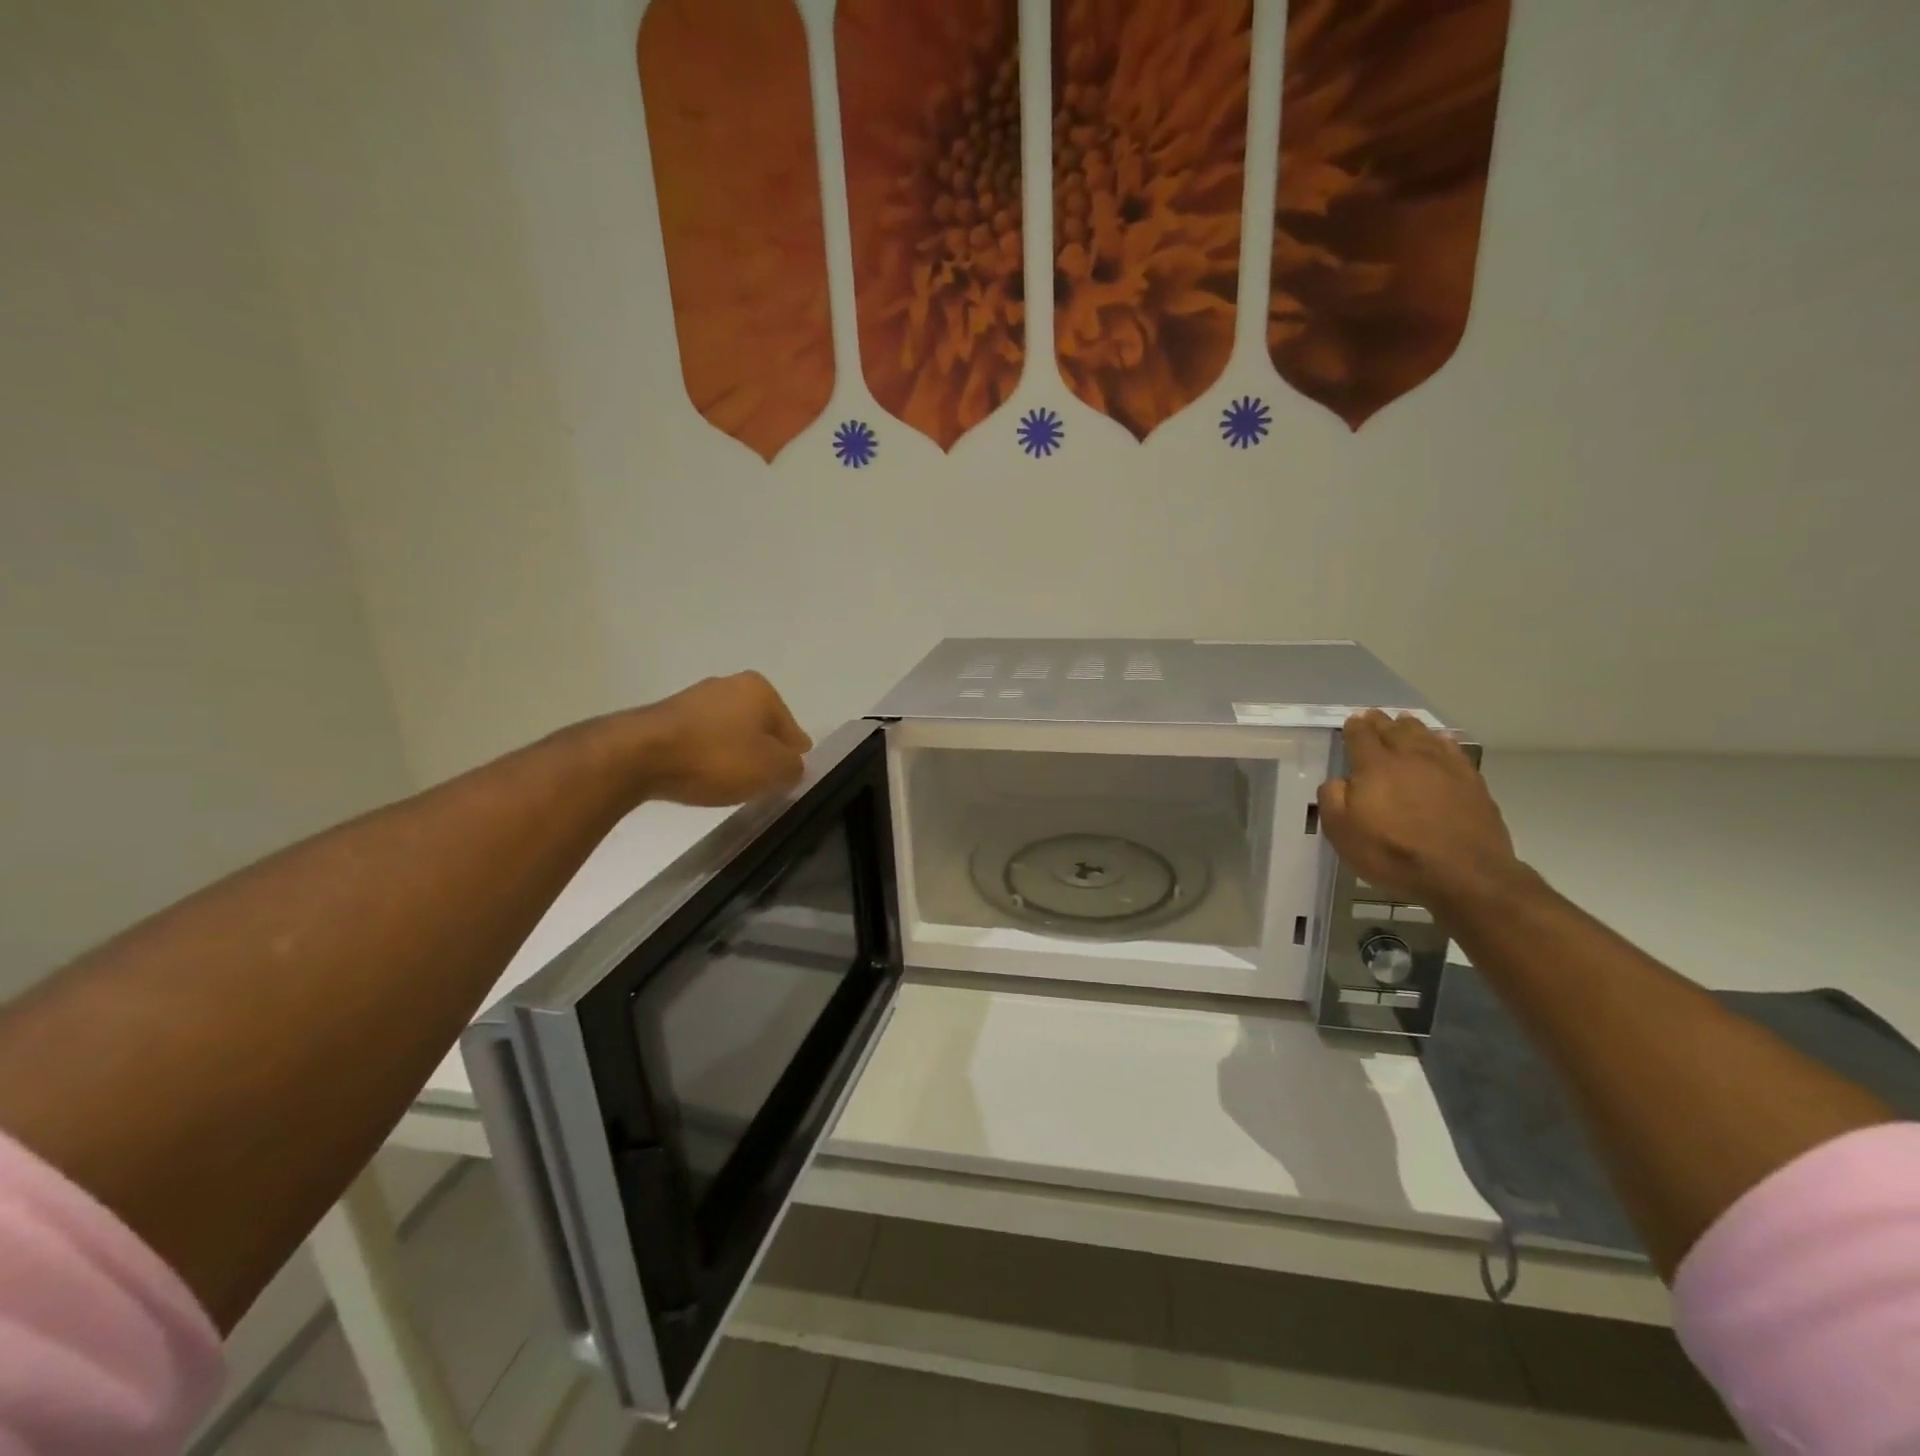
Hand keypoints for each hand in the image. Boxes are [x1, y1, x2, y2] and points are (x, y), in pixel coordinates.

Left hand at [635, 672, 812, 806]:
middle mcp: (728, 684)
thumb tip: (793, 765)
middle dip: (762, 750)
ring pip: (728, 731)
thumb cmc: (717, 757)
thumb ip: (793, 768)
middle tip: (765, 781)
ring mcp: (693, 698)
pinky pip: (700, 740)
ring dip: (733, 753)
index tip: (791, 775)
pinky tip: (703, 776)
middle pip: (758, 725)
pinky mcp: (665, 717)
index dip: (793, 754)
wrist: (639, 756)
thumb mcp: (771, 769)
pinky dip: (706, 756)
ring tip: (732, 783)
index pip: (790, 727)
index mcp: (759, 689)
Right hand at [1316, 710, 1521, 911]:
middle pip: (1393, 730)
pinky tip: (1441, 741)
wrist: (1463, 873)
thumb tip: (1338, 781)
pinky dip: (1442, 741)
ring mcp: (1444, 767)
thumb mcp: (1342, 832)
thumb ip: (1332, 799)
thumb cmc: (1393, 853)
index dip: (1354, 727)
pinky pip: (1453, 750)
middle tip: (1373, 715)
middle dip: (1380, 721)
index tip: (1351, 722)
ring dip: (1410, 726)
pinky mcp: (1471, 782)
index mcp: (1374, 766)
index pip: (1360, 736)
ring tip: (1404, 721)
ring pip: (1424, 735)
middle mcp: (1409, 757)